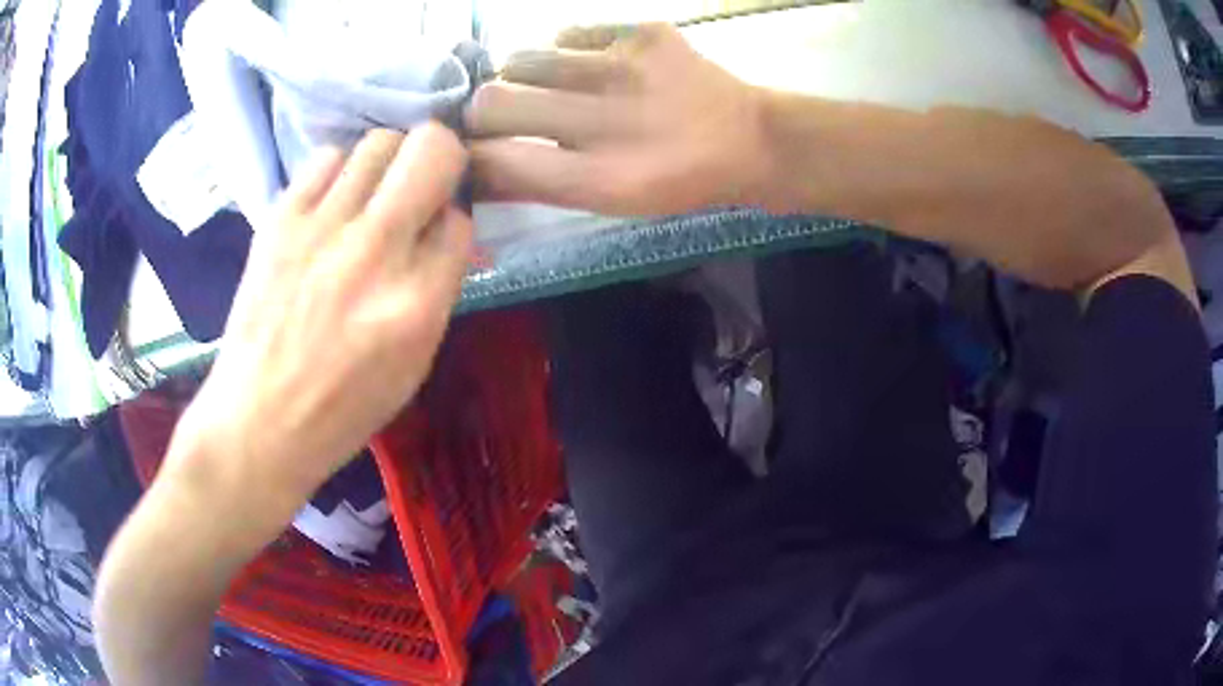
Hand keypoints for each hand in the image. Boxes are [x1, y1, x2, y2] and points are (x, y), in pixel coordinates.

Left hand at [168, 123, 472, 512]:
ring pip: (379, 142)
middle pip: (431, 150)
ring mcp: (321, 228)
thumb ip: (437, 291)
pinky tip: (330, 206)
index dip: (453, 223)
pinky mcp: (280, 219)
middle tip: (420, 186)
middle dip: (439, 159)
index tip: (435, 235)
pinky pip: (326, 159)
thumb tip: (442, 232)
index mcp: (416, 302)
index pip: (460, 220)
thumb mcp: (413, 366)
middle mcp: (374, 250)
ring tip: (372, 195)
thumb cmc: (341, 410)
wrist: (258, 421)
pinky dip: (339, 173)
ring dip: (388, 163)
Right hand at [467, 24, 770, 214]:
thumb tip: (470, 170)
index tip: (469, 149)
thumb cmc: (674, 179)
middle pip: (491, 101)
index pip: (491, 159)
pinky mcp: (643, 33)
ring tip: (552, 87)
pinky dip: (566, 50)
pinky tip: (591, 66)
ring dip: (523, 76)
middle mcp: (605, 120)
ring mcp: (625, 67)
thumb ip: (535, 185)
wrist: (749, 139)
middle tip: (505, 116)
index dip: (468, 154)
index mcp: (596, 178)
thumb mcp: (607, 201)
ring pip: (521, 58)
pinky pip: (567, 32)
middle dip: (484, 112)